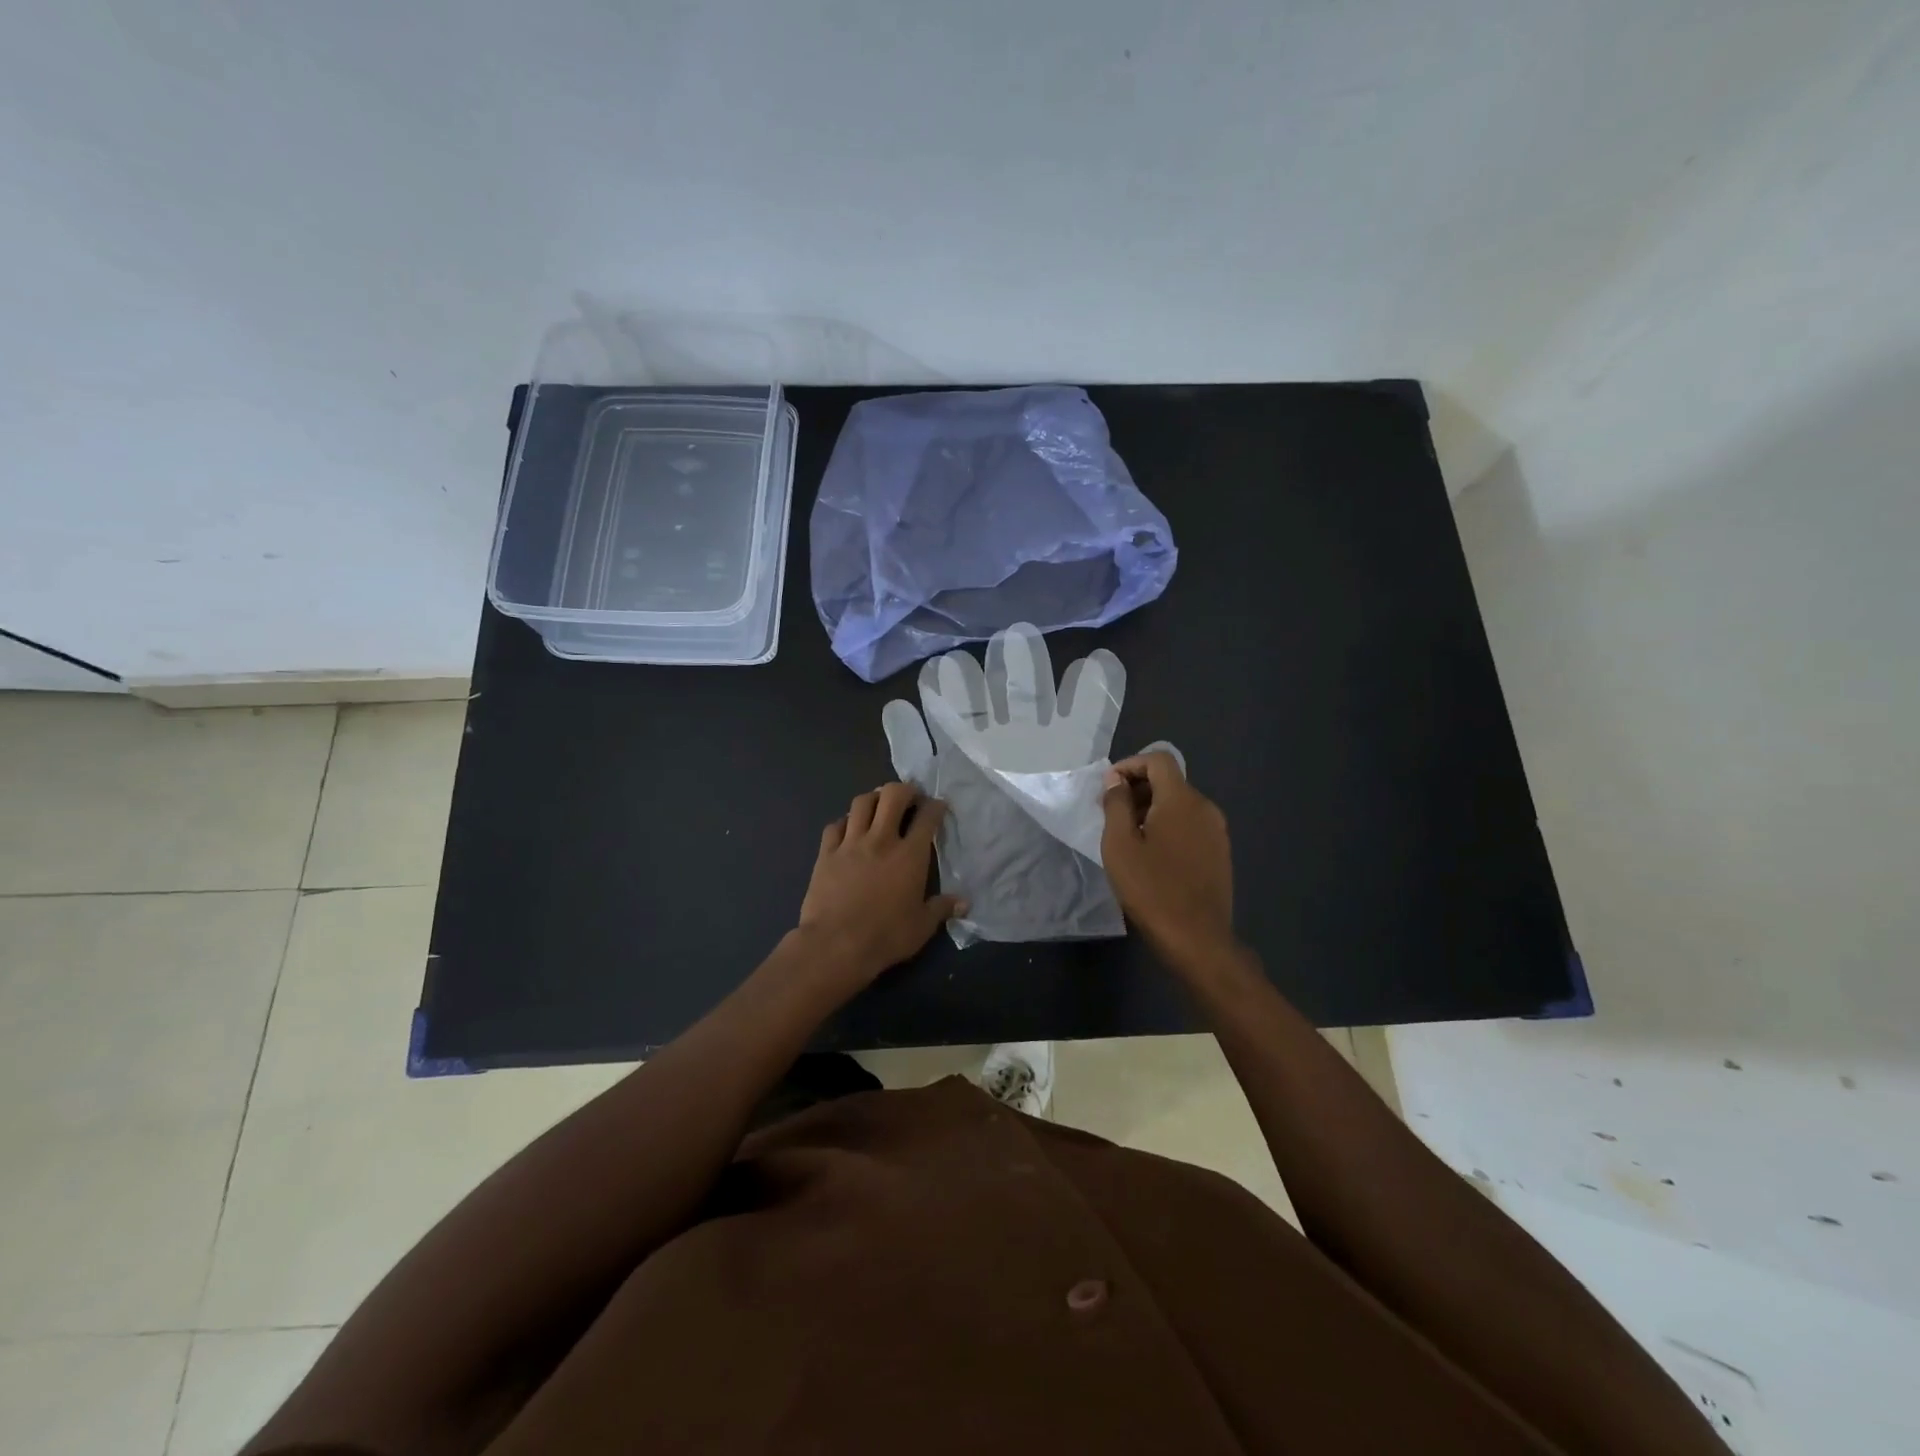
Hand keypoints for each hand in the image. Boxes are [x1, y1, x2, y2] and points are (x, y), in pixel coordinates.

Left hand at [796, 784, 966, 988]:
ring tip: (880, 805)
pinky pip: (835, 825)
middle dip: (905, 789)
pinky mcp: (826, 853)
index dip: (936, 806)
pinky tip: (849, 829)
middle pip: (892, 796)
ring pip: (861, 803)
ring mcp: (850, 843)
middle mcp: (881, 840)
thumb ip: (942, 909)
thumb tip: (964, 903)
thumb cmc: (885, 936)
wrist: (835, 945)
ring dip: (874, 798)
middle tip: (910, 797)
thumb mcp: (922, 926)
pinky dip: (845, 821)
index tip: (939, 805)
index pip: (927, 817)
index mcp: (909, 855)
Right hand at [1100, 751, 1234, 962]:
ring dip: (1152, 809)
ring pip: (1181, 804)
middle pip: (1170, 781)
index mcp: (1181, 800)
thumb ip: (1116, 804)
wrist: (1197, 939)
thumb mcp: (1119, 844)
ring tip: (1129, 836)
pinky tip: (1153, 854)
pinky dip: (1169, 826)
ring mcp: (1217, 831)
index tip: (1108, 787)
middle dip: (1138, 788)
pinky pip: (1191, 824)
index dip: (1130, 765)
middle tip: (1111, 813)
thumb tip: (1116, 780)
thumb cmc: (1151, 889)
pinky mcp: (1220, 852)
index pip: (1158, 760)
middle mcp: (1205, 807)